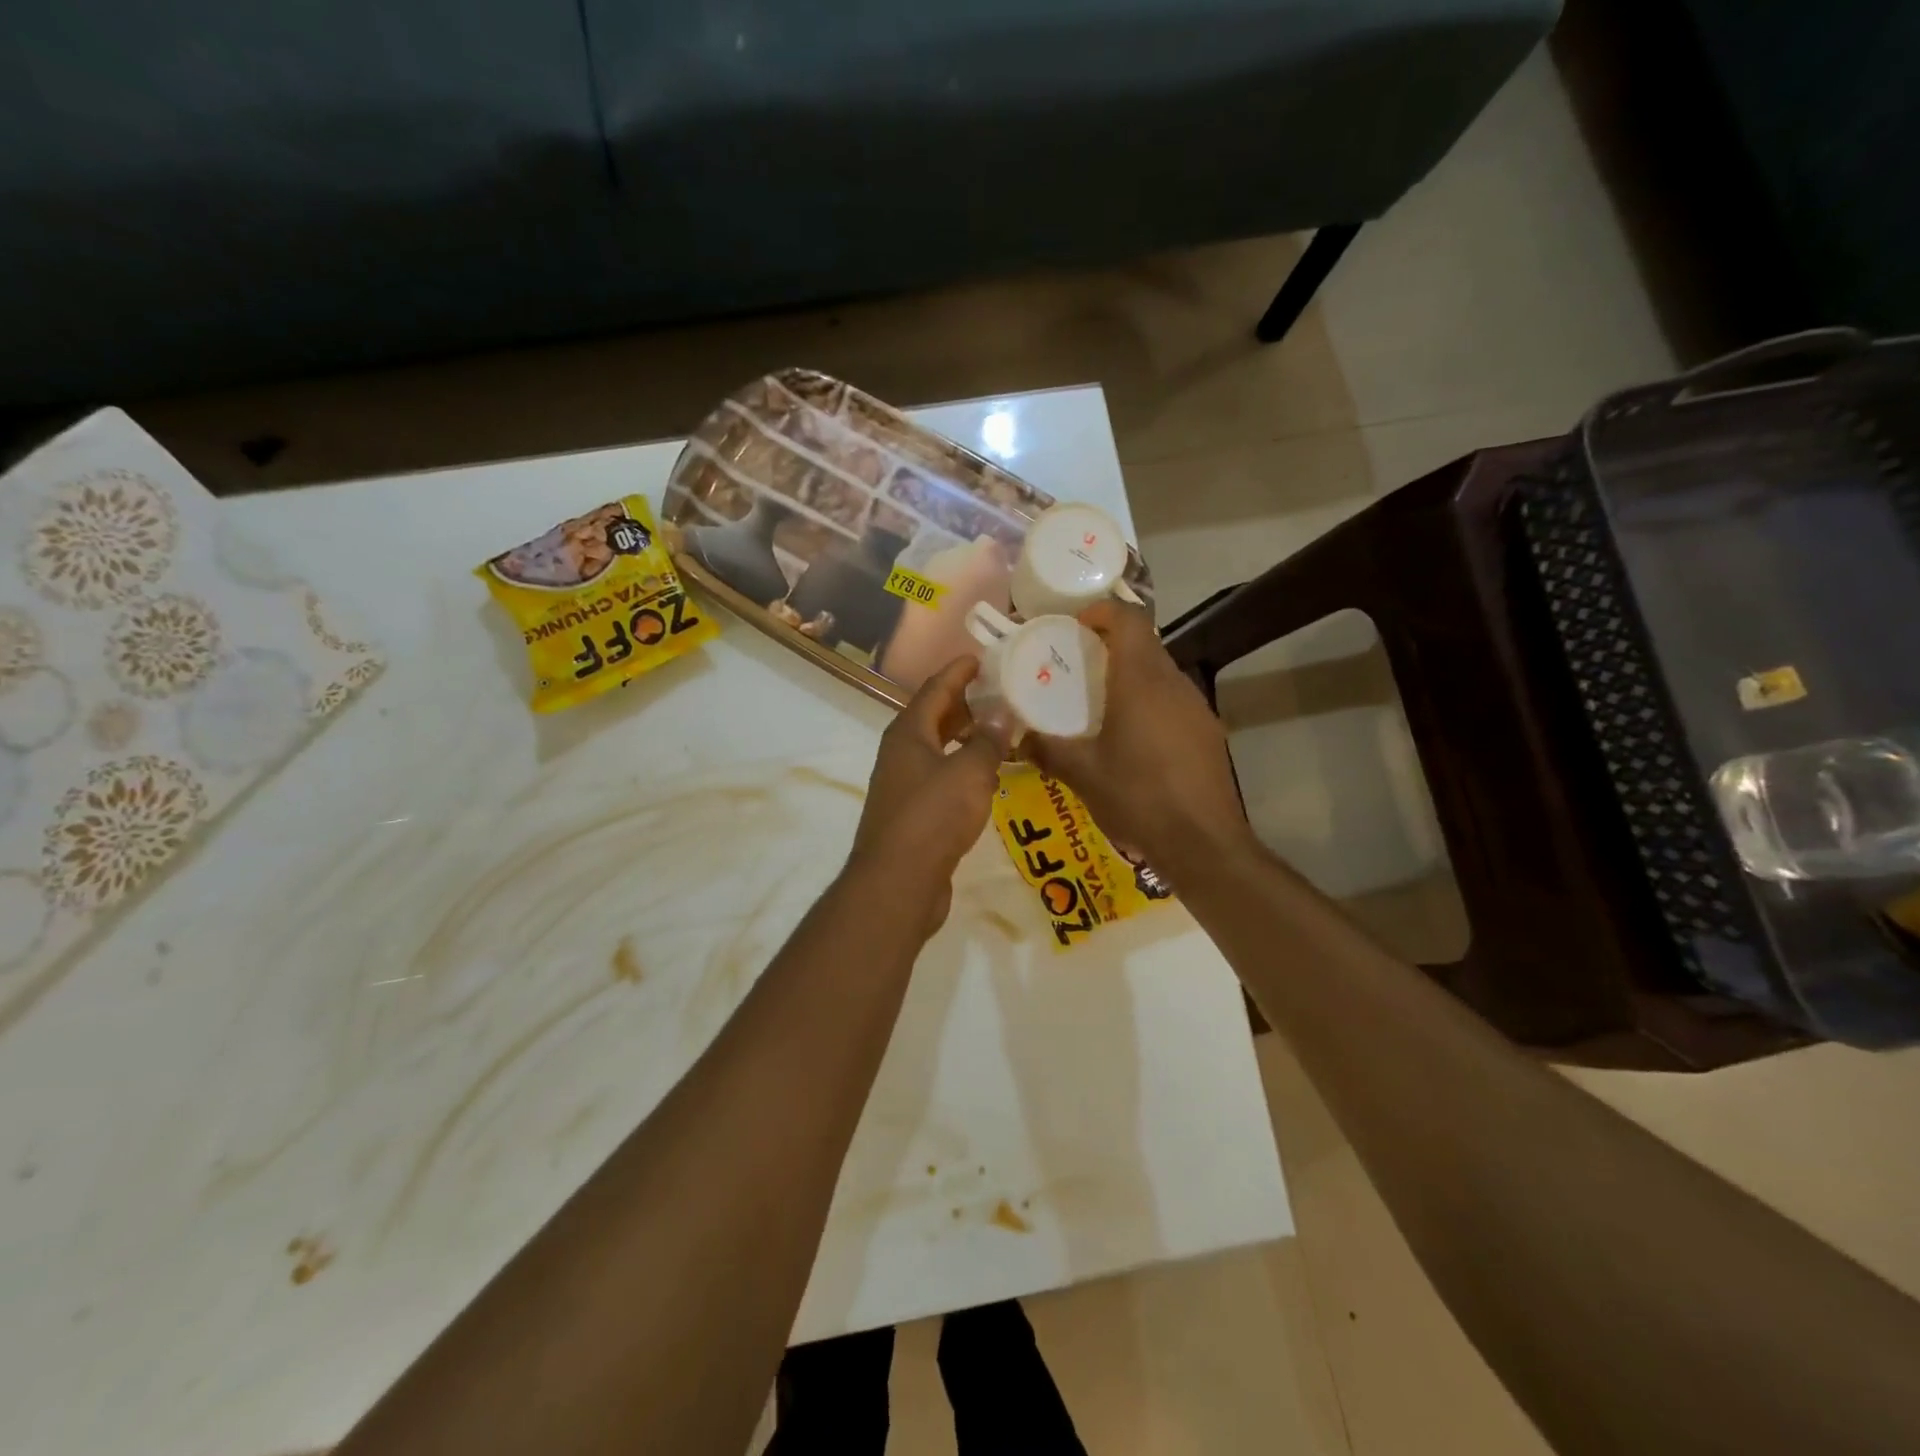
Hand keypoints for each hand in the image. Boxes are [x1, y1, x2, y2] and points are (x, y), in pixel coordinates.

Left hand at [847, 655, 1010, 931]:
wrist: (898, 881)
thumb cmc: (933, 817)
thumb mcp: (969, 773)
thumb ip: (988, 741)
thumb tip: (1003, 714)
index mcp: (909, 733)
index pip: (935, 689)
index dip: (958, 671)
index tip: (981, 658)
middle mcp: (901, 753)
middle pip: (934, 717)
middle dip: (965, 704)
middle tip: (1000, 694)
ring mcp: (904, 784)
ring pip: (938, 749)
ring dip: (966, 738)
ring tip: (1000, 732)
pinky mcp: (913, 813)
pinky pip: (941, 777)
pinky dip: (963, 768)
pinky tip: (988, 777)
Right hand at [1022, 600, 1254, 877]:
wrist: (1202, 843)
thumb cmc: (1137, 797)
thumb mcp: (1081, 774)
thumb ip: (1046, 749)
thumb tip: (1017, 738)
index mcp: (1141, 681)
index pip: (1129, 619)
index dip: (1102, 611)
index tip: (1075, 625)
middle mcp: (1173, 683)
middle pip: (1145, 643)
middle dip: (1111, 644)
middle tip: (1078, 665)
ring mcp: (1196, 706)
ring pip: (1161, 672)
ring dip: (1131, 674)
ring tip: (1100, 701)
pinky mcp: (1207, 731)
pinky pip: (1174, 699)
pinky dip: (1150, 701)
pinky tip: (1133, 737)